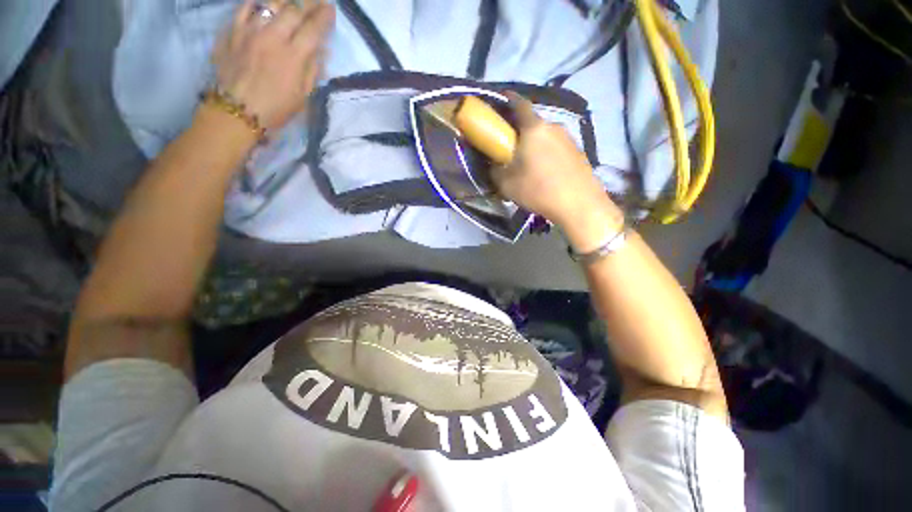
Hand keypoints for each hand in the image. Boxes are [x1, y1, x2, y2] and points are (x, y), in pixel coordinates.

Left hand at [212, 0, 334, 131]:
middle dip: (308, 2)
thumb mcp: (303, 96)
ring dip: (285, 0)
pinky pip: (245, 7)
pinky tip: (264, 5)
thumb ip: (313, 70)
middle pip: (293, 9)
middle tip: (315, 1)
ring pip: (269, 3)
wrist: (236, 112)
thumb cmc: (275, 109)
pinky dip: (258, 3)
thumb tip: (322, 51)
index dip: (324, 16)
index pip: (313, 28)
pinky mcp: (232, 31)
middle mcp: (272, 36)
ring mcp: (250, 30)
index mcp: (293, 56)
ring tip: (292, 2)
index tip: (330, 9)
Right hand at [493, 93, 622, 249]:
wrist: (579, 204)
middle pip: (533, 122)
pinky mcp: (579, 152)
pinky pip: (557, 147)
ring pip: (545, 136)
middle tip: (511, 147)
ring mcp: (569, 138)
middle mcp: (553, 126)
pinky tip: (546, 171)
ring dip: (535, 144)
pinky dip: (547, 154)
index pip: (519, 104)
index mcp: (534, 128)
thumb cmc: (538, 189)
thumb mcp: (507, 184)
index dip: (508, 100)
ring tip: (529, 163)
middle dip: (520, 131)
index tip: (500, 101)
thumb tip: (494, 165)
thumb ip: (495, 170)